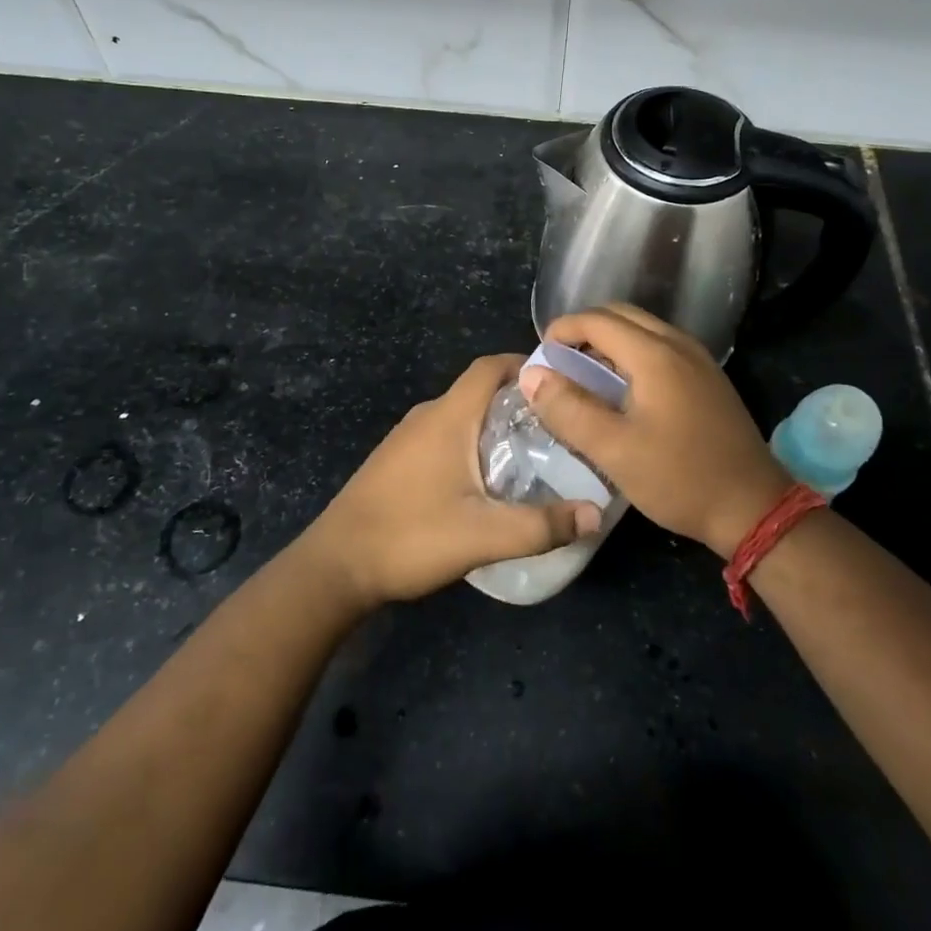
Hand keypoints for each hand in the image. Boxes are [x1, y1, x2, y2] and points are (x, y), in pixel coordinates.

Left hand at [298, 354, 602, 610]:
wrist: (335, 566)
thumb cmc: (410, 537)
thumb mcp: (483, 536)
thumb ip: (542, 525)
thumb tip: (595, 514)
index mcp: (447, 417)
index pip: (489, 367)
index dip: (524, 364)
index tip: (560, 382)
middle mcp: (426, 417)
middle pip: (478, 390)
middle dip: (518, 400)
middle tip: (558, 426)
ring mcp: (406, 438)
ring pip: (460, 415)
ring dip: (494, 424)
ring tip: (532, 453)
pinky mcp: (396, 461)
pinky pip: (443, 436)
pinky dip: (471, 443)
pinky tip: (486, 480)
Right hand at [521, 304, 789, 557]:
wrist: (753, 508)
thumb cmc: (679, 478)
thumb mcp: (613, 450)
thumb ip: (568, 409)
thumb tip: (532, 375)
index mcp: (655, 355)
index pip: (598, 320)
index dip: (563, 330)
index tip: (541, 355)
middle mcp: (679, 344)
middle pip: (621, 315)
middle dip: (584, 330)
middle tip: (559, 362)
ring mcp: (699, 359)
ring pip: (643, 329)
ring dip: (609, 341)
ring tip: (584, 374)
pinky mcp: (709, 378)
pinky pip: (660, 347)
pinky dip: (632, 353)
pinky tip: (622, 389)